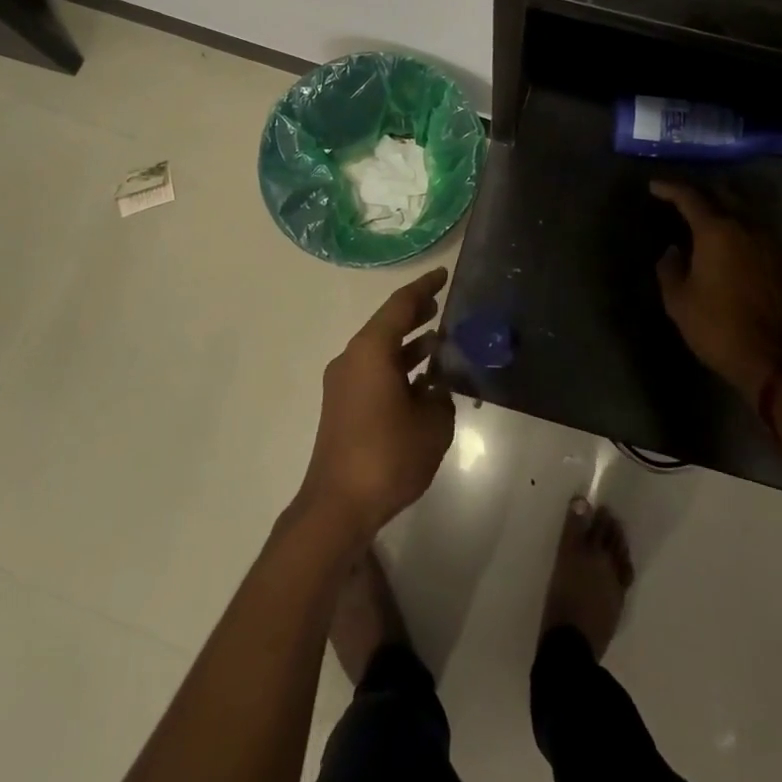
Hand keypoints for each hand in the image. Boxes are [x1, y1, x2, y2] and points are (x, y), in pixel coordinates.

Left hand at [296, 267, 454, 544]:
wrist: (337, 506)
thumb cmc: (387, 455)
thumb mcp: (433, 424)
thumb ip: (441, 398)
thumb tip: (436, 390)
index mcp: (371, 350)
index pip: (400, 305)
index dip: (424, 287)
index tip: (443, 274)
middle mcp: (352, 358)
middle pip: (387, 324)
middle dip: (415, 313)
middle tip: (442, 304)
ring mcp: (343, 383)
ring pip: (380, 350)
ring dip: (408, 344)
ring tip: (439, 340)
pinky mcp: (342, 407)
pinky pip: (373, 372)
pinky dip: (397, 368)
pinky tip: (422, 382)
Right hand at [651, 181, 781, 400]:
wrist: (775, 360)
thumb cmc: (718, 327)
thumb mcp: (678, 300)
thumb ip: (670, 267)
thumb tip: (674, 250)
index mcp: (718, 230)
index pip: (690, 196)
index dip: (670, 188)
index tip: (654, 186)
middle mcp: (747, 226)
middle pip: (721, 195)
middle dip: (699, 194)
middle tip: (679, 200)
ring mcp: (771, 242)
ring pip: (743, 211)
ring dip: (722, 209)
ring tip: (703, 219)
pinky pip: (756, 231)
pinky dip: (739, 228)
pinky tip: (729, 243)